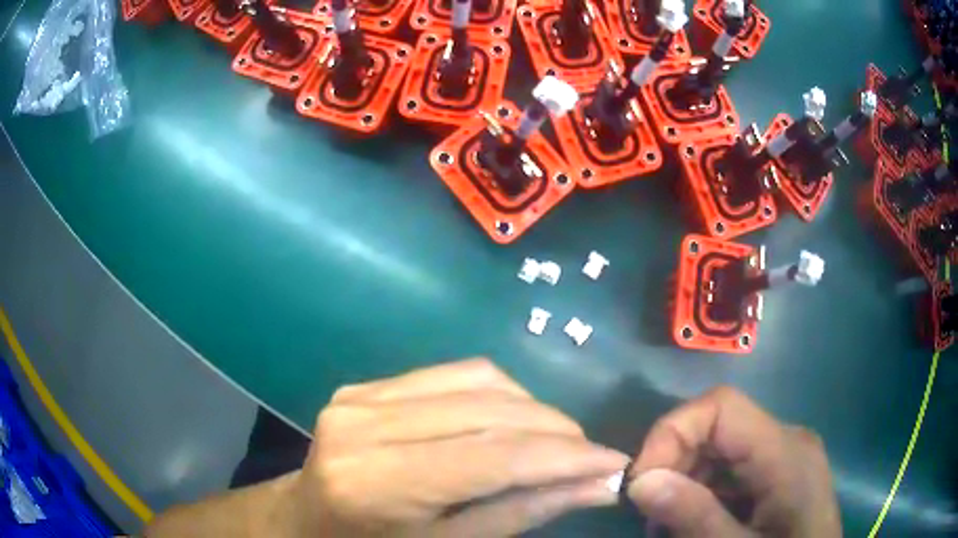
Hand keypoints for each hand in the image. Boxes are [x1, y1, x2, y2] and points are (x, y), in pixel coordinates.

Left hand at [289, 358, 627, 536]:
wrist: (305, 523)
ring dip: (533, 409)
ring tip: (558, 441)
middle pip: (489, 412)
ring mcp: (360, 396)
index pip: (494, 458)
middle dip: (558, 432)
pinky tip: (514, 419)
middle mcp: (363, 426)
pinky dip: (499, 393)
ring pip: (479, 381)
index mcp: (377, 485)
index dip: (566, 457)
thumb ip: (524, 511)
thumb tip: (598, 484)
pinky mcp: (365, 385)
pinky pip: (452, 374)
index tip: (615, 463)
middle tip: (593, 456)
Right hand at [626, 387, 840, 537]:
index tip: (640, 481)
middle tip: (648, 512)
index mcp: (786, 452)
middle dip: (675, 463)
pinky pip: (734, 469)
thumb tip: (640, 481)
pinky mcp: (780, 474)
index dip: (673, 431)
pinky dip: (704, 491)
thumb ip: (695, 517)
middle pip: (719, 426)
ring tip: (665, 524)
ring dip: (686, 481)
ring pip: (722, 449)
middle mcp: (788, 441)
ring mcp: (786, 457)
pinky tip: (693, 521)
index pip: (722, 406)